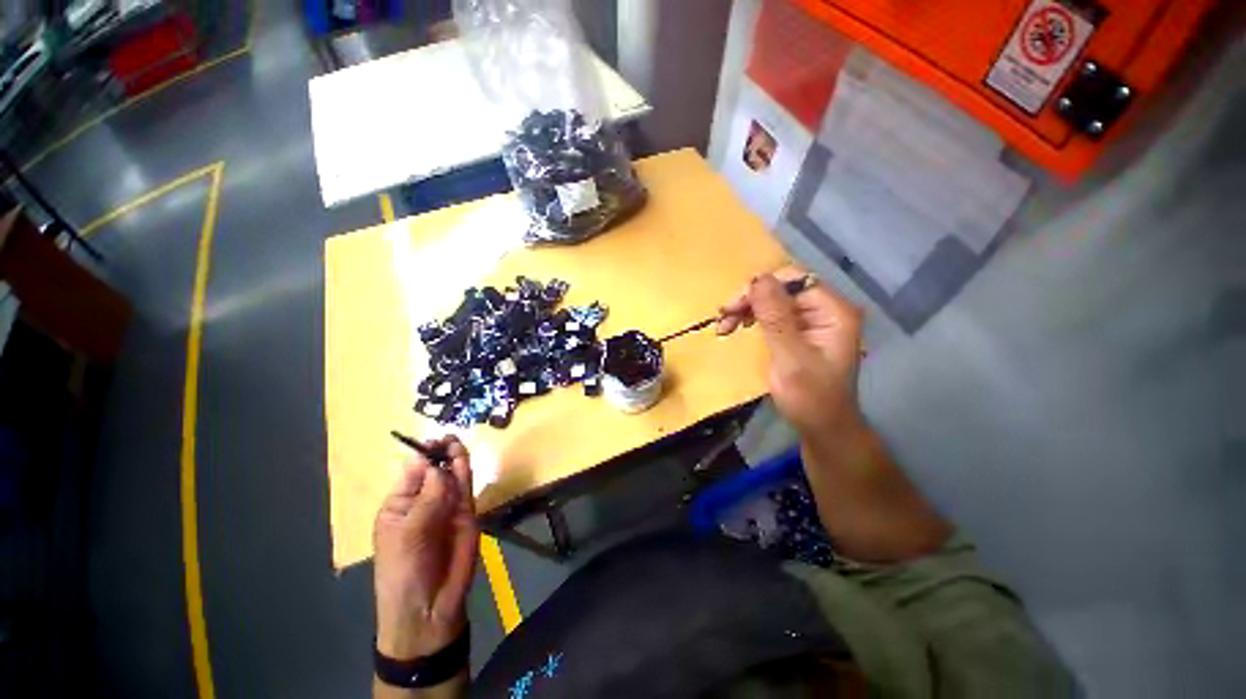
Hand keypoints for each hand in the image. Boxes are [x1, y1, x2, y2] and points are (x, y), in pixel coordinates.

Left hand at [374, 436, 477, 659]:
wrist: (430, 607)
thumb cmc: (404, 572)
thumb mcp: (407, 535)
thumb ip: (425, 500)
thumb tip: (434, 465)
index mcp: (400, 505)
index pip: (412, 472)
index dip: (422, 455)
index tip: (432, 441)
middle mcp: (424, 502)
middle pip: (434, 470)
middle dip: (440, 453)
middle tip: (448, 439)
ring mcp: (447, 507)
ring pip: (452, 476)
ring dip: (455, 459)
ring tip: (456, 442)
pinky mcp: (467, 513)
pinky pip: (466, 489)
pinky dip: (465, 473)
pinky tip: (463, 460)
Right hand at [718, 268, 864, 432]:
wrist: (822, 427)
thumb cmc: (810, 397)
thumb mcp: (790, 358)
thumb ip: (775, 318)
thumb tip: (757, 279)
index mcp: (833, 311)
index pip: (793, 280)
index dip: (760, 289)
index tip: (732, 309)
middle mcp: (825, 309)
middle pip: (781, 288)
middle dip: (749, 300)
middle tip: (723, 318)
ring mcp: (812, 319)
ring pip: (773, 299)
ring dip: (747, 308)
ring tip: (725, 325)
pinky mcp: (800, 330)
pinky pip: (772, 314)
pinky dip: (752, 318)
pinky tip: (738, 326)